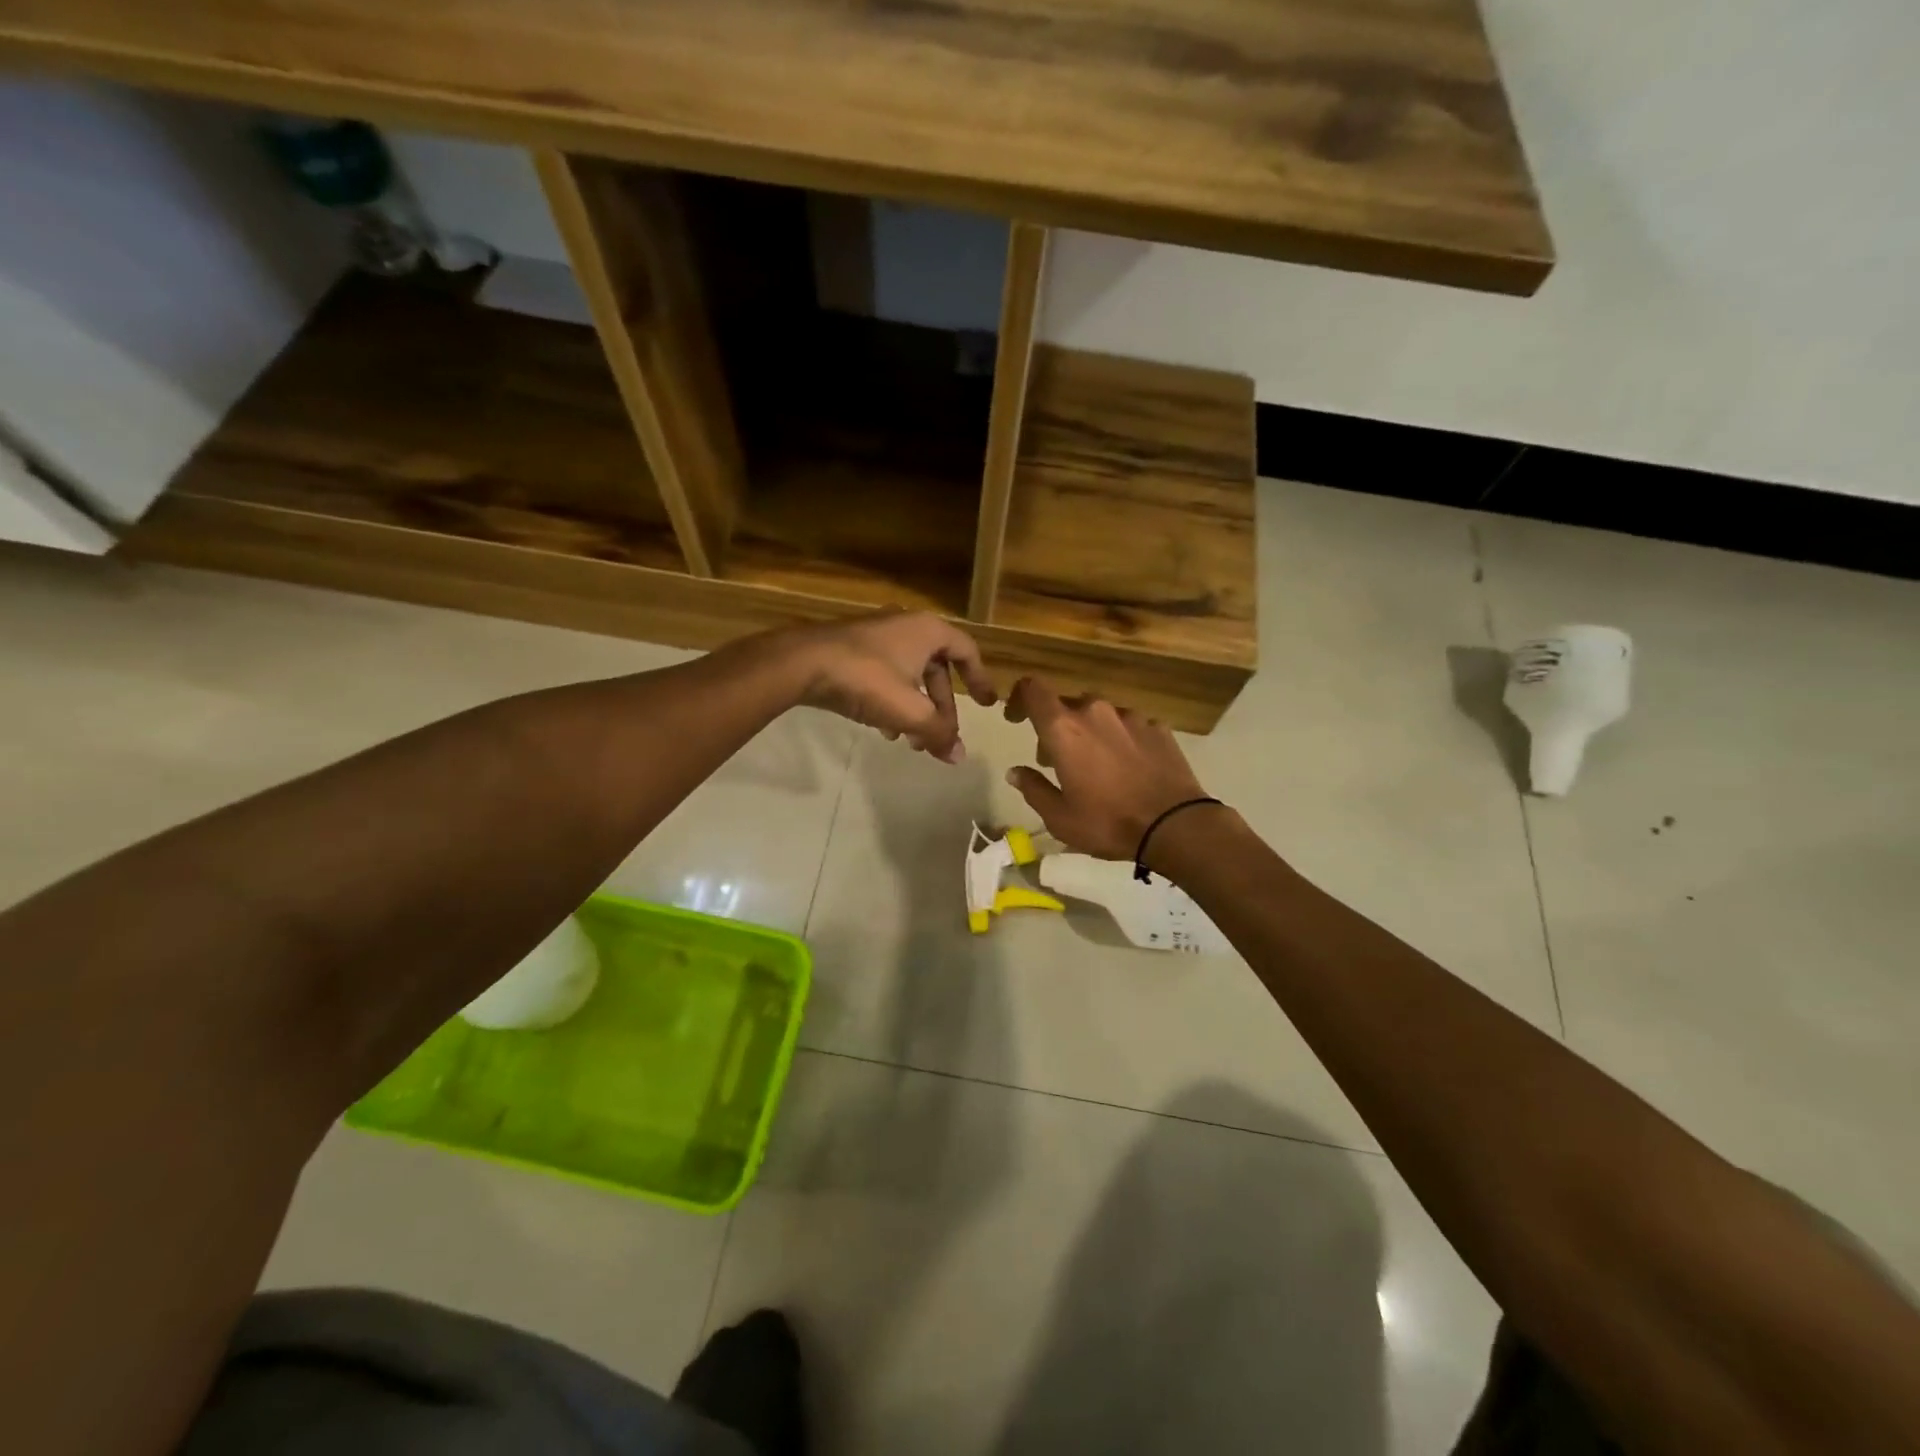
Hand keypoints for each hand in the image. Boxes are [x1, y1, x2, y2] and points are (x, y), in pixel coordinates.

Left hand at [784, 611, 997, 760]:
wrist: (802, 663)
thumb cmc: (866, 679)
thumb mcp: (909, 711)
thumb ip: (939, 733)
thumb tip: (959, 757)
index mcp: (927, 631)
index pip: (966, 651)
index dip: (980, 679)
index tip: (987, 704)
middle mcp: (905, 627)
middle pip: (936, 670)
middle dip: (940, 708)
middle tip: (940, 737)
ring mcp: (876, 637)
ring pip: (909, 676)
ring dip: (915, 710)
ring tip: (912, 741)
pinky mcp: (852, 651)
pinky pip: (884, 677)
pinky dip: (891, 702)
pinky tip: (883, 729)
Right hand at [1003, 677, 1211, 860]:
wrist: (1175, 825)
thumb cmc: (1108, 822)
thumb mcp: (1060, 817)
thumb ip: (1033, 789)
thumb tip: (1015, 772)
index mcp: (1064, 729)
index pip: (1033, 690)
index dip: (1019, 698)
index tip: (1015, 719)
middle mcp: (1095, 712)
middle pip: (1066, 705)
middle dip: (1055, 728)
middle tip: (1055, 761)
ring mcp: (1130, 717)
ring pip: (1099, 714)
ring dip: (1089, 733)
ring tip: (1095, 766)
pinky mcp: (1158, 727)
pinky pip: (1128, 726)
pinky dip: (1120, 740)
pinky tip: (1127, 767)